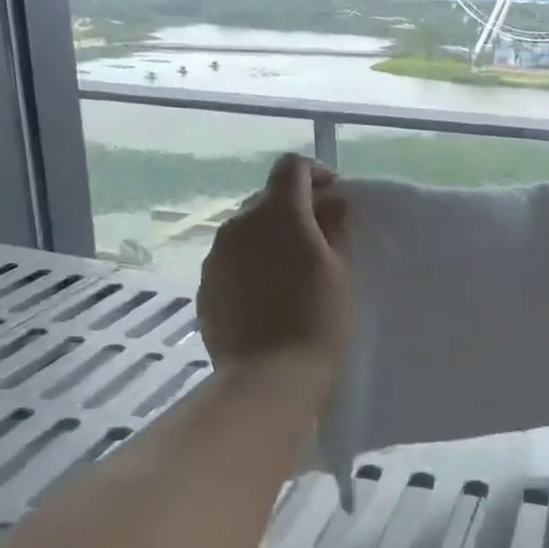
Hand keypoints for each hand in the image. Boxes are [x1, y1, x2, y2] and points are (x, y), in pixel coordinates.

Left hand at [197, 154, 354, 405]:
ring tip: (295, 270)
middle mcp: (239, 224)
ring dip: (272, 238)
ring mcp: (216, 256)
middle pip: (267, 198)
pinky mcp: (206, 287)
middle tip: (323, 237)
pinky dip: (253, 264)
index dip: (317, 174)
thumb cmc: (319, 320)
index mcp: (277, 213)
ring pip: (247, 231)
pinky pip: (233, 261)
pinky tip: (271, 295)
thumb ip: (335, 228)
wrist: (269, 379)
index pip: (292, 168)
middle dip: (296, 208)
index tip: (336, 198)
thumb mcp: (342, 271)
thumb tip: (331, 203)